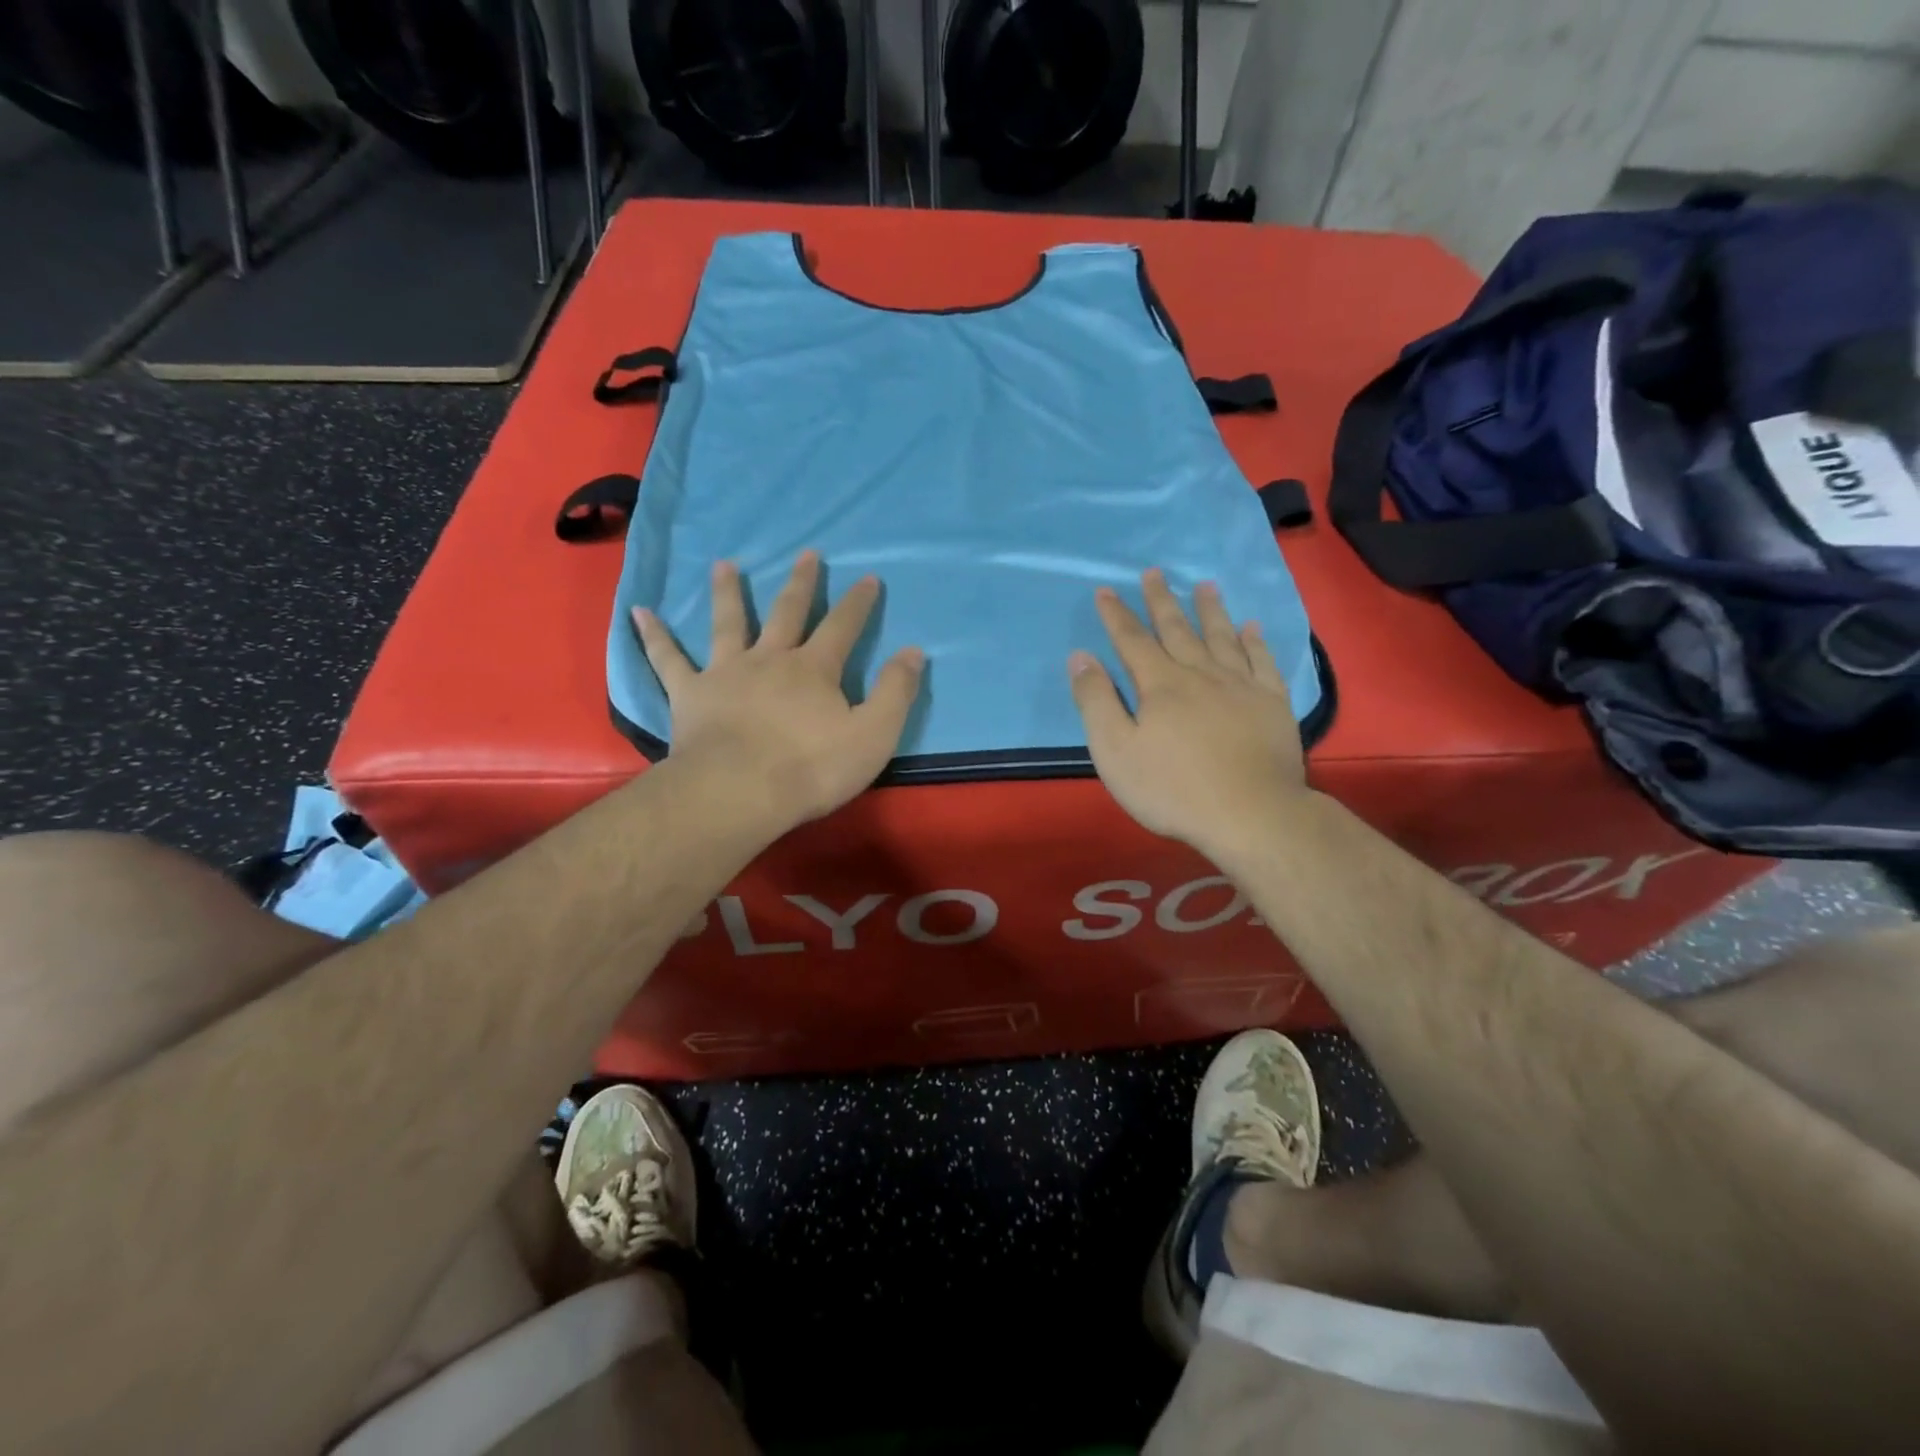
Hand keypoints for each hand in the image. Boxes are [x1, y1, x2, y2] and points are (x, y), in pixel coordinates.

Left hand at [633, 552, 922, 832]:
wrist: (739, 793)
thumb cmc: (811, 768)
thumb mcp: (874, 734)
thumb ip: (896, 691)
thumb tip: (914, 650)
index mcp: (815, 669)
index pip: (843, 627)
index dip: (858, 602)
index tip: (868, 577)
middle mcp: (770, 659)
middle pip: (787, 613)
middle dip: (801, 583)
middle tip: (807, 553)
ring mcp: (726, 673)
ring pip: (728, 623)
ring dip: (728, 592)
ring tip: (724, 564)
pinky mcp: (690, 694)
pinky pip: (668, 659)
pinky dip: (654, 635)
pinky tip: (639, 612)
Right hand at [1068, 569, 1307, 858]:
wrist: (1251, 814)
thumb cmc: (1173, 788)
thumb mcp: (1116, 751)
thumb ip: (1096, 701)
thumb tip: (1080, 657)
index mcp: (1160, 685)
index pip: (1132, 641)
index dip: (1117, 616)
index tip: (1106, 591)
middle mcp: (1200, 674)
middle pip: (1177, 630)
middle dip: (1162, 601)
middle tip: (1155, 572)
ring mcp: (1241, 687)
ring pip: (1222, 638)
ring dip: (1211, 611)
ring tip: (1206, 586)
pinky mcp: (1272, 704)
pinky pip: (1263, 662)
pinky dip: (1256, 642)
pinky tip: (1252, 628)